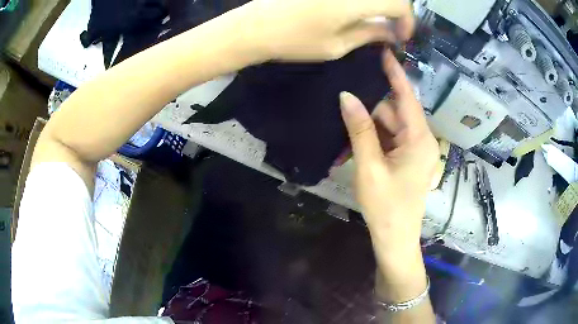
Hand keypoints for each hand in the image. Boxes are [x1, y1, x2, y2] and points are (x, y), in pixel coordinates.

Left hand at [243, 0, 413, 60]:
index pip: (399, 3)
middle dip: (395, 11)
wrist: (254, 26)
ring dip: (378, 5)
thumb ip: (370, 34)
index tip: (400, 36)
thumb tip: (393, 33)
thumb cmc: (294, 40)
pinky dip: (362, 2)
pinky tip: (352, 12)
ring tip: (372, 22)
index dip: (407, 20)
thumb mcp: (337, 45)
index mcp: (355, 1)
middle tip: (388, 29)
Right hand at [339, 50, 438, 255]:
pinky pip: (391, 140)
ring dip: (369, 127)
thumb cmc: (385, 206)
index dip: (395, 73)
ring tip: (344, 126)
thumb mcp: (369, 166)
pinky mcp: (408, 160)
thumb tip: (346, 96)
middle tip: (344, 98)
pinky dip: (374, 140)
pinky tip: (355, 143)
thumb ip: (360, 129)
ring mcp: (415, 151)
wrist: (395, 239)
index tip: (384, 52)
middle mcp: (422, 141)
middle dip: (371, 108)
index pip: (407, 97)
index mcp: (419, 139)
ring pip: (391, 127)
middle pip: (395, 113)